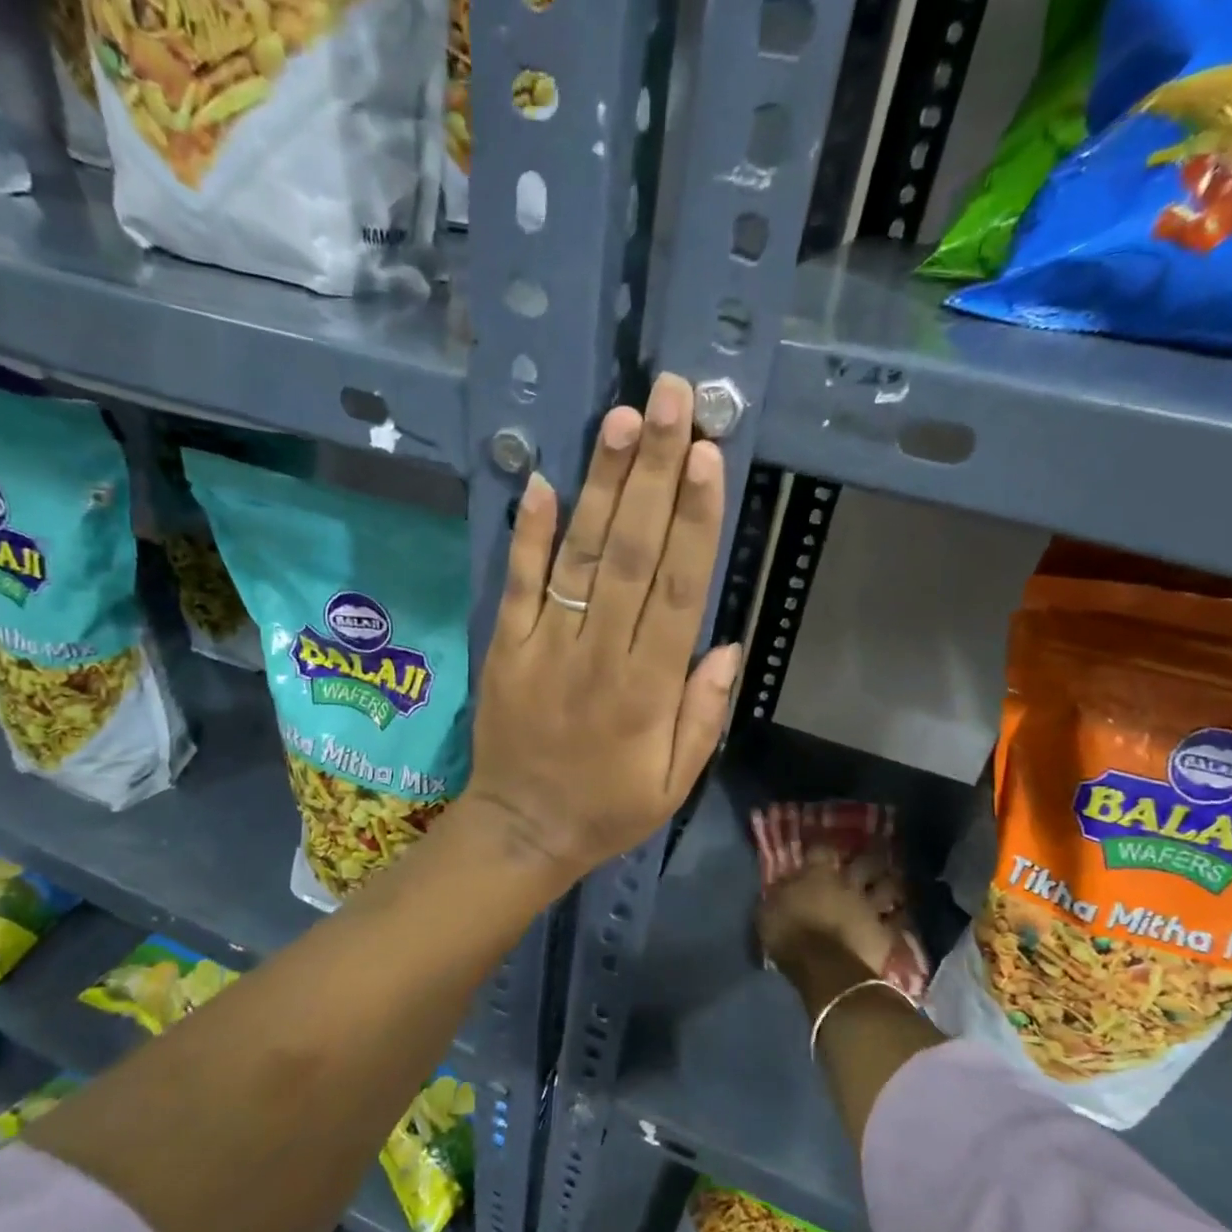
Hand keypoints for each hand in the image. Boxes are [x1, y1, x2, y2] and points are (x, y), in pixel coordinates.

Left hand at [457, 374, 741, 884]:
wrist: (521, 830)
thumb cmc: (607, 809)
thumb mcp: (674, 783)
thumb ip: (702, 714)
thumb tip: (725, 642)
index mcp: (648, 689)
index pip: (678, 589)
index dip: (694, 519)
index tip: (708, 456)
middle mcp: (600, 655)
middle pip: (632, 553)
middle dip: (654, 472)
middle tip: (671, 401)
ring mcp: (546, 646)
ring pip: (580, 556)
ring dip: (602, 486)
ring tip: (622, 420)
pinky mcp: (506, 648)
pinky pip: (519, 584)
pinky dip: (529, 535)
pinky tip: (545, 483)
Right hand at [759, 849, 904, 1002]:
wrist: (825, 969)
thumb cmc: (789, 936)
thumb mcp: (767, 912)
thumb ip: (779, 894)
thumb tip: (785, 884)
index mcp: (818, 875)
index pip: (822, 849)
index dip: (821, 847)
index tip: (819, 850)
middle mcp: (848, 884)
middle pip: (864, 862)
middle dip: (867, 860)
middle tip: (867, 861)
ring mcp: (870, 907)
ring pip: (887, 887)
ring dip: (888, 885)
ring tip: (888, 884)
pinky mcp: (886, 932)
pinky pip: (898, 920)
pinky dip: (898, 917)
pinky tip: (899, 916)